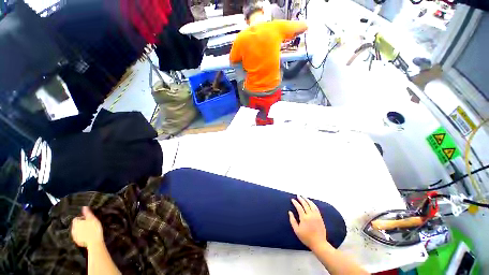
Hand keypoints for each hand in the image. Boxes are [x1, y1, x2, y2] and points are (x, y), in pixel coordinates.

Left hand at [71, 206, 103, 249]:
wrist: (94, 242)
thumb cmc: (94, 229)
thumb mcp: (92, 219)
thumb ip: (87, 213)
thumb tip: (84, 206)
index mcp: (76, 223)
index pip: (76, 219)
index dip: (82, 218)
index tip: (89, 220)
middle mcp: (73, 229)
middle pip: (76, 225)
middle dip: (81, 225)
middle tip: (89, 225)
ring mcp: (74, 237)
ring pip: (77, 232)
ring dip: (81, 230)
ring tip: (89, 231)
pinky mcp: (77, 242)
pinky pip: (78, 237)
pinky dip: (81, 236)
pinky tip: (87, 237)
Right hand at [289, 196, 327, 250]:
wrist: (319, 243)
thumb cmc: (306, 237)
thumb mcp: (297, 230)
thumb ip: (292, 220)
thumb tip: (290, 212)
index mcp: (304, 218)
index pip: (299, 207)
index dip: (295, 203)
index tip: (292, 199)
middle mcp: (310, 215)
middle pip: (305, 204)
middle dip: (301, 199)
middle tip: (298, 195)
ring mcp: (316, 215)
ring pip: (311, 205)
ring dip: (307, 200)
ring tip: (304, 197)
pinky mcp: (320, 217)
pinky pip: (316, 208)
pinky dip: (312, 203)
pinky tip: (310, 202)